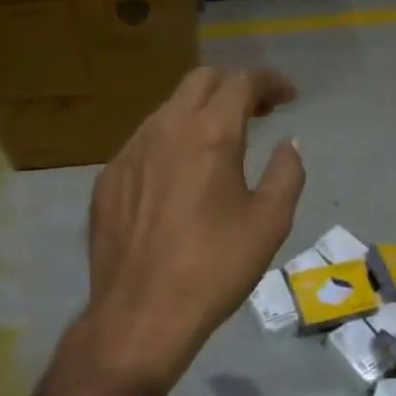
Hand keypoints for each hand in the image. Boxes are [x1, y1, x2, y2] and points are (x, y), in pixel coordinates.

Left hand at [80, 67, 304, 385]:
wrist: (141, 313)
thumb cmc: (214, 269)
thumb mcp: (269, 223)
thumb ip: (286, 174)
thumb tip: (288, 145)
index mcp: (209, 134)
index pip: (240, 81)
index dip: (269, 82)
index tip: (287, 97)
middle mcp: (163, 129)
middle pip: (199, 81)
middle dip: (233, 87)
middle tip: (257, 112)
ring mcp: (128, 153)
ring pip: (167, 111)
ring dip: (199, 114)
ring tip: (219, 144)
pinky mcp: (107, 180)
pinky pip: (143, 145)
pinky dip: (169, 145)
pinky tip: (177, 178)